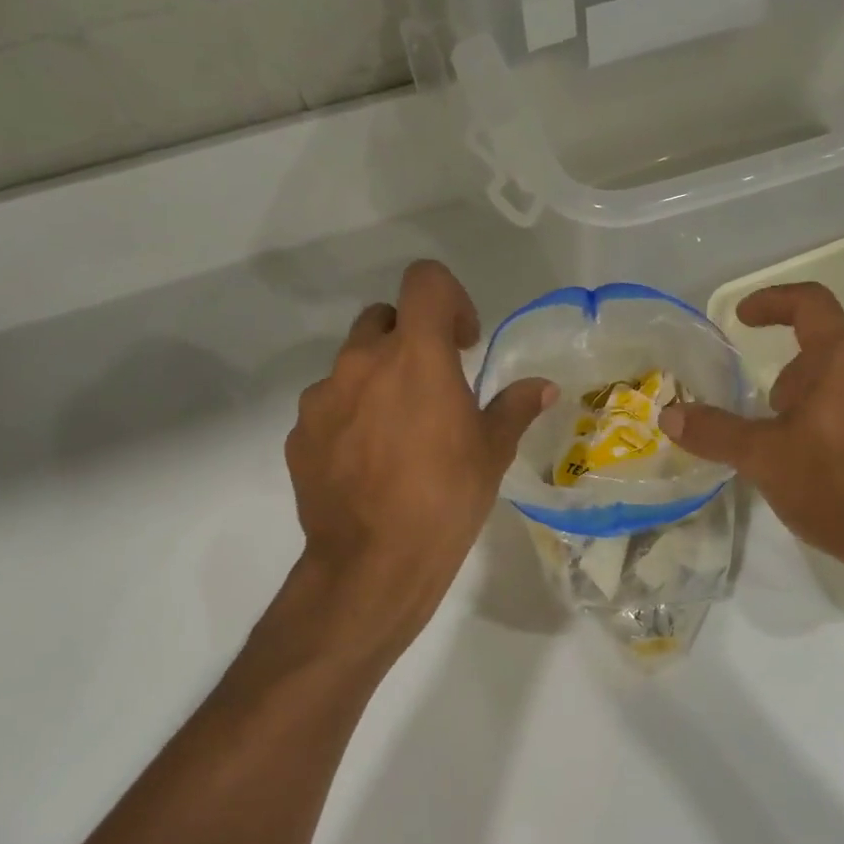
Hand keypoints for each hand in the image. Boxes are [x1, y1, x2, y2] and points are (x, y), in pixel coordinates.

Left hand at [284, 261, 554, 652]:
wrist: (374, 563)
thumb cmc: (446, 498)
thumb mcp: (492, 452)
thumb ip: (515, 407)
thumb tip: (544, 387)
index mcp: (415, 355)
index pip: (425, 281)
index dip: (449, 299)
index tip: (463, 343)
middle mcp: (361, 362)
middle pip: (383, 318)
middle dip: (410, 339)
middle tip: (433, 385)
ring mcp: (322, 397)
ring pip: (352, 364)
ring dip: (378, 380)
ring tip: (399, 433)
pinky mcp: (299, 434)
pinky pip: (329, 407)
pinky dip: (350, 417)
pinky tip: (368, 462)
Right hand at [662, 283, 843, 622]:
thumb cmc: (839, 490)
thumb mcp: (764, 460)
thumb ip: (714, 433)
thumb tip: (669, 415)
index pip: (810, 303)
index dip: (772, 302)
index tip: (743, 318)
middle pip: (830, 347)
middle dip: (791, 373)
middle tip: (768, 414)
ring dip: (818, 398)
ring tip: (797, 447)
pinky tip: (834, 468)